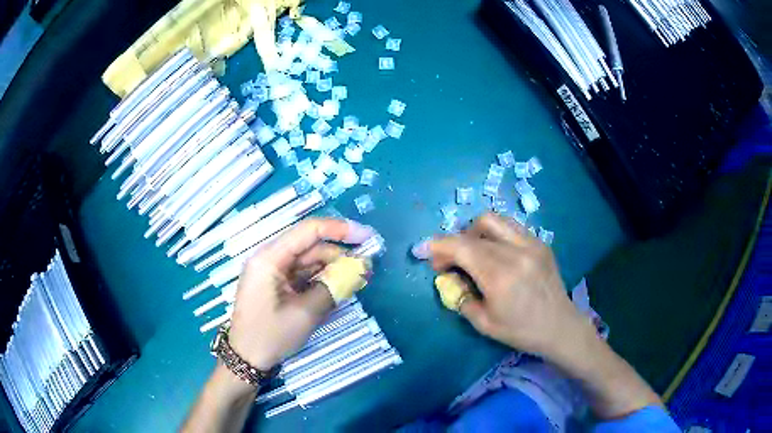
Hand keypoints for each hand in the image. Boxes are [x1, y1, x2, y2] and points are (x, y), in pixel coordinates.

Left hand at [228, 218, 375, 370]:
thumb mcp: (305, 313)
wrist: (247, 359)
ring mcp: (273, 272)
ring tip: (359, 278)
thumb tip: (361, 268)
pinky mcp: (277, 285)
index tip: (366, 236)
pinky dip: (322, 279)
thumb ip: (333, 286)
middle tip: (368, 266)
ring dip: (333, 268)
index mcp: (270, 258)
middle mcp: (270, 258)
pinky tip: (340, 286)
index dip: (340, 230)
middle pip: (310, 246)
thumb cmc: (271, 335)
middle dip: (339, 254)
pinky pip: (303, 275)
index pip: (308, 231)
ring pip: (309, 261)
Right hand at [413, 213, 593, 360]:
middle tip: (449, 262)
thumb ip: (460, 297)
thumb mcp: (483, 323)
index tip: (423, 252)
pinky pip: (510, 226)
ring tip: (472, 252)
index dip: (438, 246)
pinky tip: (495, 252)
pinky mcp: (540, 242)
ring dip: (474, 232)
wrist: (560, 326)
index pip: (461, 247)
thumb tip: (448, 276)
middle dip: (454, 242)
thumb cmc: (521, 331)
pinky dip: (494, 234)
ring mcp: (531, 243)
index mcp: (500, 276)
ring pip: (493, 220)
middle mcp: (515, 252)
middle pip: (474, 230)